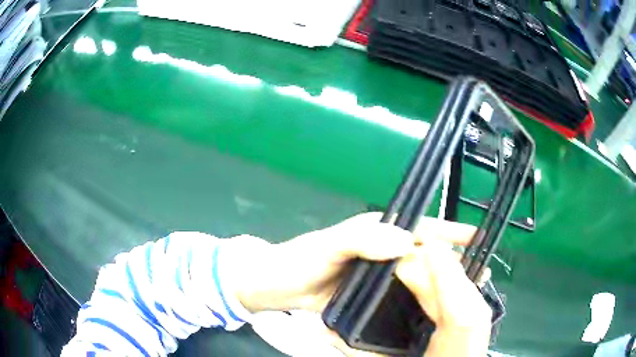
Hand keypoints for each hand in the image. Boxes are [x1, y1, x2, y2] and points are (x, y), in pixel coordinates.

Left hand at [228, 212, 490, 355]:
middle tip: (477, 275)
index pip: (421, 228)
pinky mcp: (369, 293)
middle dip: (453, 260)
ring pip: (416, 274)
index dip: (450, 233)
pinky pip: (400, 294)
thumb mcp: (326, 245)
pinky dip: (416, 299)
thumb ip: (361, 239)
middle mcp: (381, 249)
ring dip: (438, 282)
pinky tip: (428, 310)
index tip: (478, 241)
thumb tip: (406, 241)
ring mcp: (376, 273)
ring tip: (461, 294)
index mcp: (376, 232)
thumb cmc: (296, 262)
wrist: (272, 287)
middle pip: (425, 252)